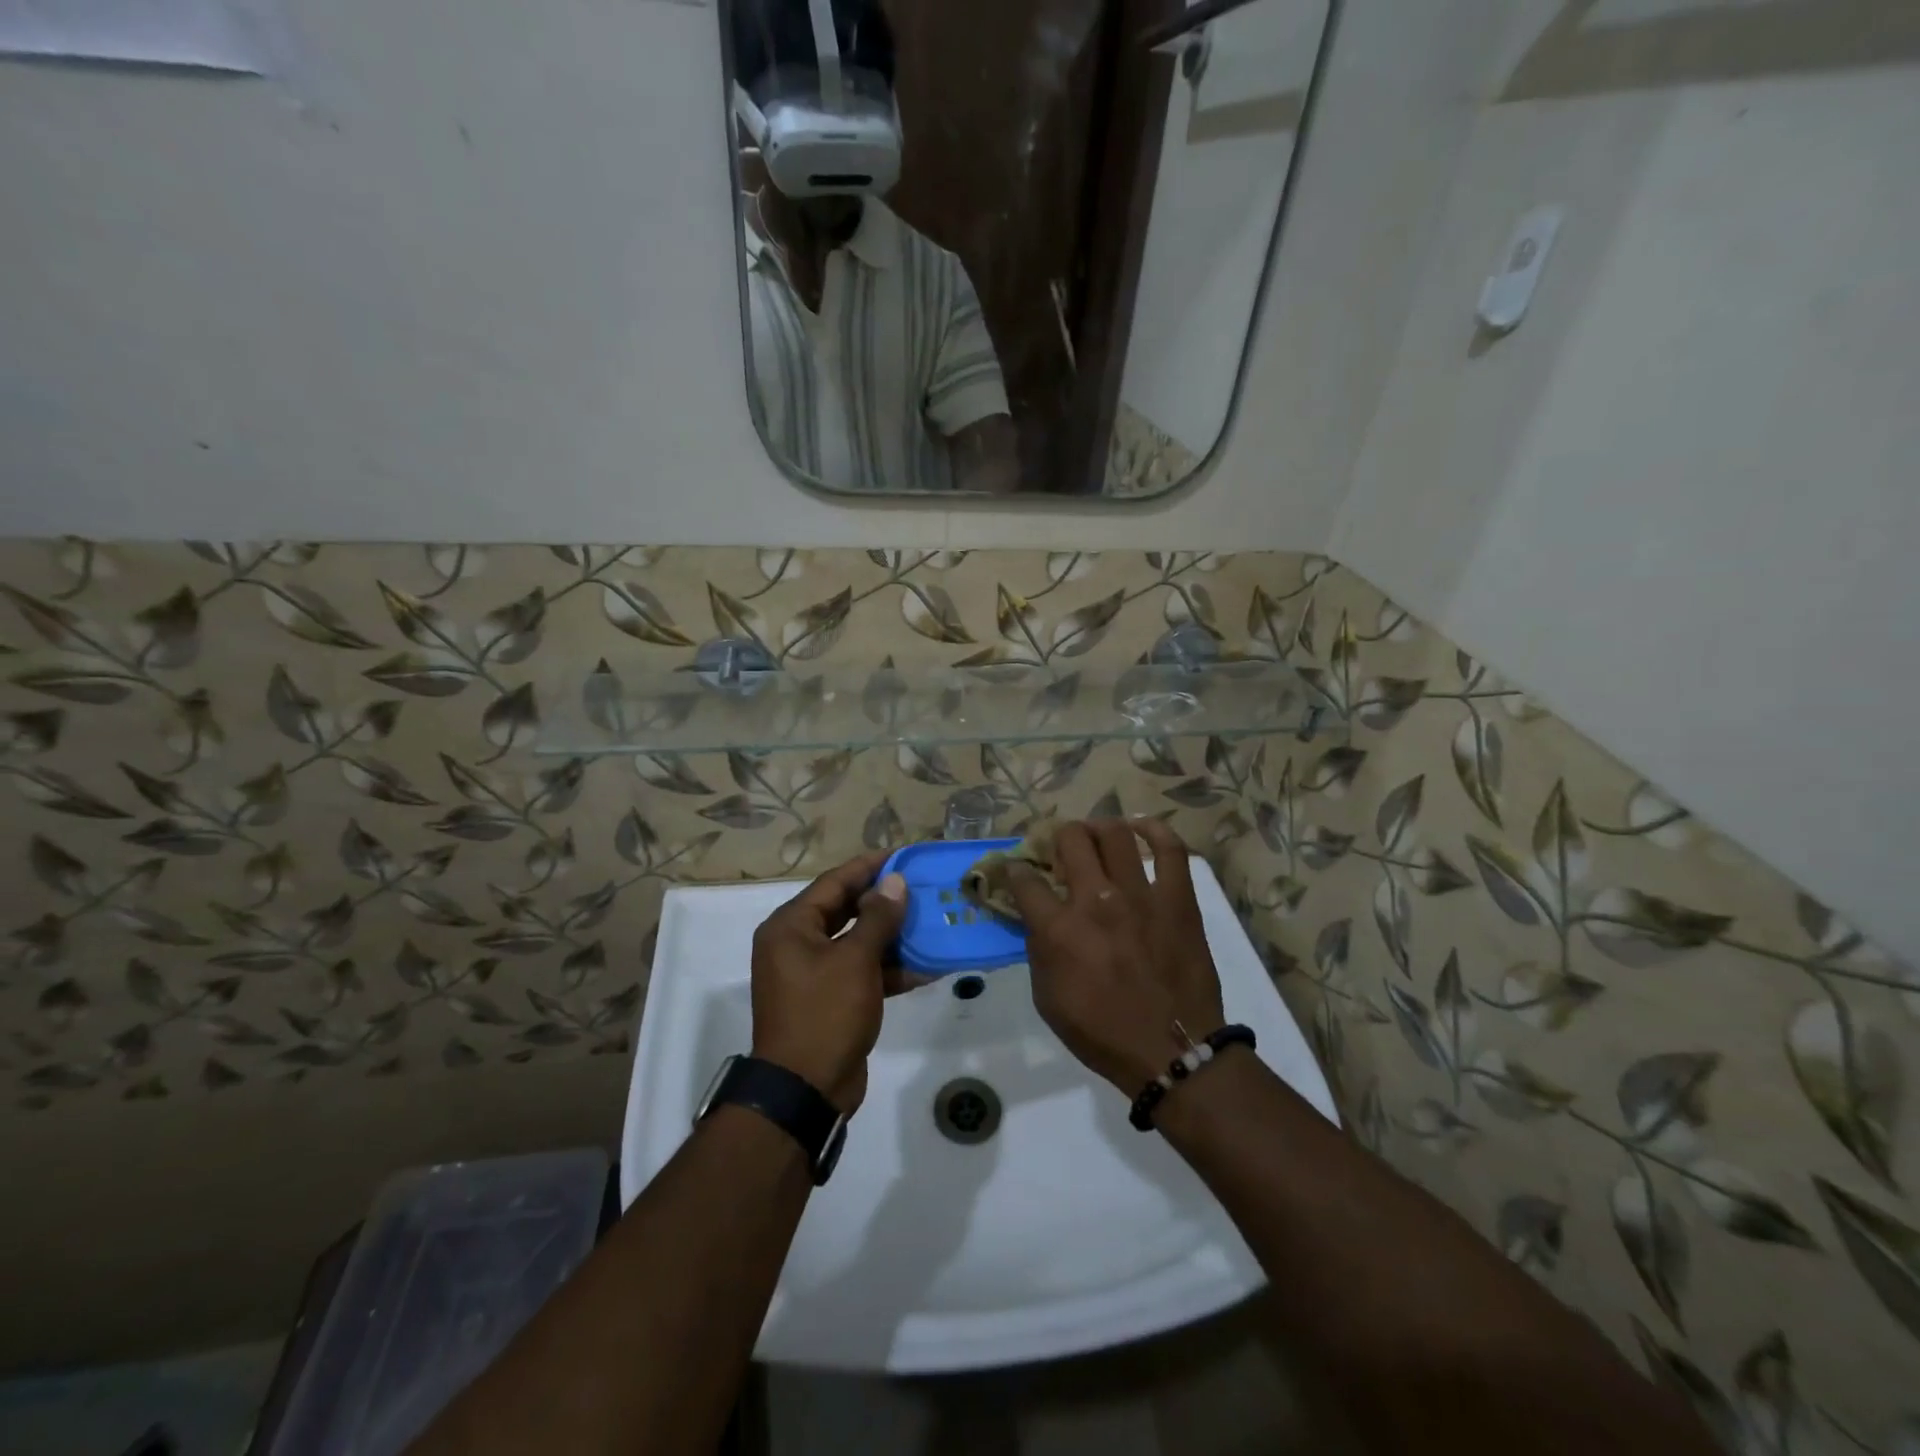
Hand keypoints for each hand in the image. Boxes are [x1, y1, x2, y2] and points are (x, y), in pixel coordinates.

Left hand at [750, 850, 911, 1114]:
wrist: (805, 1092)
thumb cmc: (825, 1014)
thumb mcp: (855, 961)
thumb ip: (877, 918)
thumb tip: (895, 882)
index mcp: (791, 927)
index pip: (834, 882)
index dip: (869, 867)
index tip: (903, 855)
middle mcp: (797, 944)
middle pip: (845, 910)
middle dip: (884, 901)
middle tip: (921, 886)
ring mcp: (813, 974)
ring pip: (857, 942)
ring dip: (891, 936)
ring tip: (930, 921)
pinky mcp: (831, 1000)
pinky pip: (861, 972)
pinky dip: (888, 969)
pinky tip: (926, 966)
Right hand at [1009, 820, 1225, 1095]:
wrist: (1172, 1051)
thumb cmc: (1103, 1033)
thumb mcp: (1048, 999)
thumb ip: (1039, 949)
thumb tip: (1039, 917)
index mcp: (1059, 930)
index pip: (1024, 879)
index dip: (1014, 870)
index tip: (1016, 871)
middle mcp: (1095, 901)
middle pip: (1071, 839)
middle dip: (1058, 837)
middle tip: (1062, 850)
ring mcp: (1140, 895)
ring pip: (1115, 834)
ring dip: (1098, 829)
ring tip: (1096, 837)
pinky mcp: (1178, 898)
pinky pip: (1169, 849)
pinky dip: (1154, 830)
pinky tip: (1140, 828)